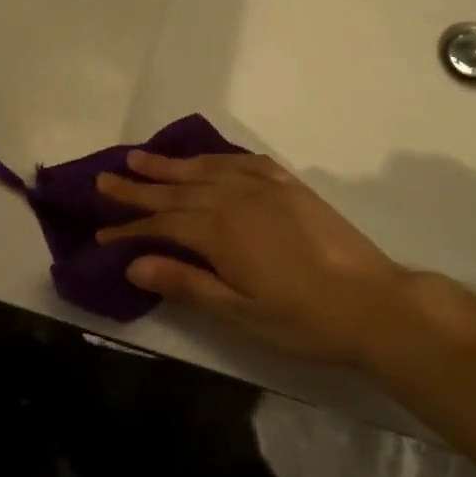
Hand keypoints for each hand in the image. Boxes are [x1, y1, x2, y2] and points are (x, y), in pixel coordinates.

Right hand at [96, 152, 414, 367]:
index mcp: (221, 233)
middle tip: (104, 179)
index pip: (162, 225)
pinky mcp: (290, 186)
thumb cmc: (305, 319)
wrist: (376, 303)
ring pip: (206, 170)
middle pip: (177, 190)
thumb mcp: (240, 314)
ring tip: (140, 157)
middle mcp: (237, 200)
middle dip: (138, 187)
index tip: (100, 233)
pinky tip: (208, 159)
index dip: (129, 229)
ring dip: (171, 165)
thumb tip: (134, 265)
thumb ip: (187, 284)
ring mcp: (266, 188)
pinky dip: (218, 159)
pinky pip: (245, 162)